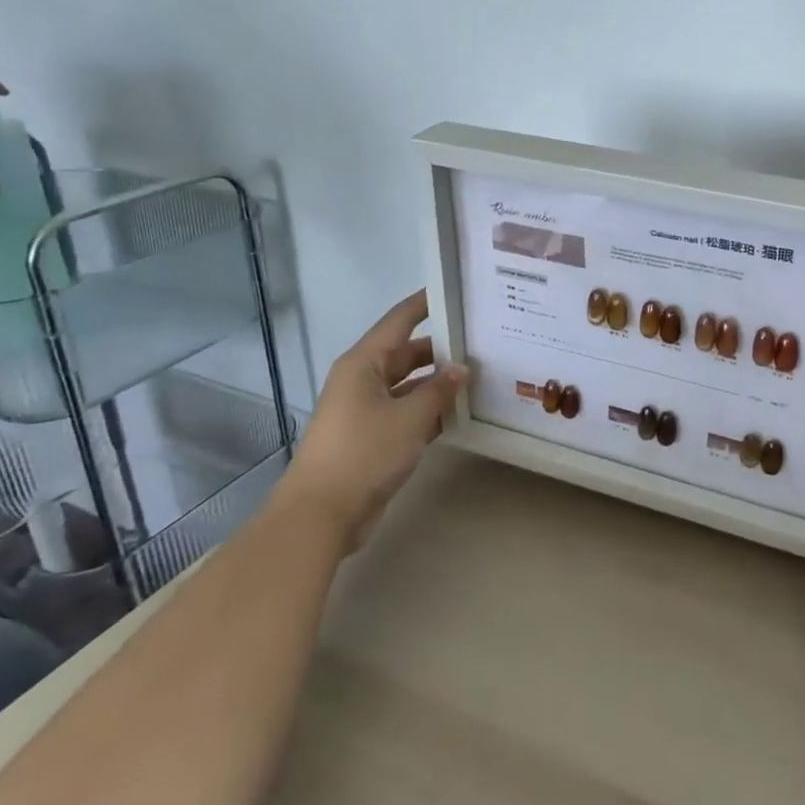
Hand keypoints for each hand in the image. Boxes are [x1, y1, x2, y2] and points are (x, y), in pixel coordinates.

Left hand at [279, 290, 466, 550]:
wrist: (322, 514)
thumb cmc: (364, 453)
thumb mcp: (410, 418)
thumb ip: (439, 390)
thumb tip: (461, 369)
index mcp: (364, 363)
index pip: (400, 320)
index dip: (426, 303)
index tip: (456, 290)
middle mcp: (363, 380)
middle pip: (407, 353)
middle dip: (442, 349)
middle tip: (482, 341)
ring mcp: (366, 410)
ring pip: (409, 385)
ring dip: (438, 384)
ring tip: (480, 376)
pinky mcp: (372, 437)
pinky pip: (406, 412)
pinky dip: (430, 411)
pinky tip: (460, 413)